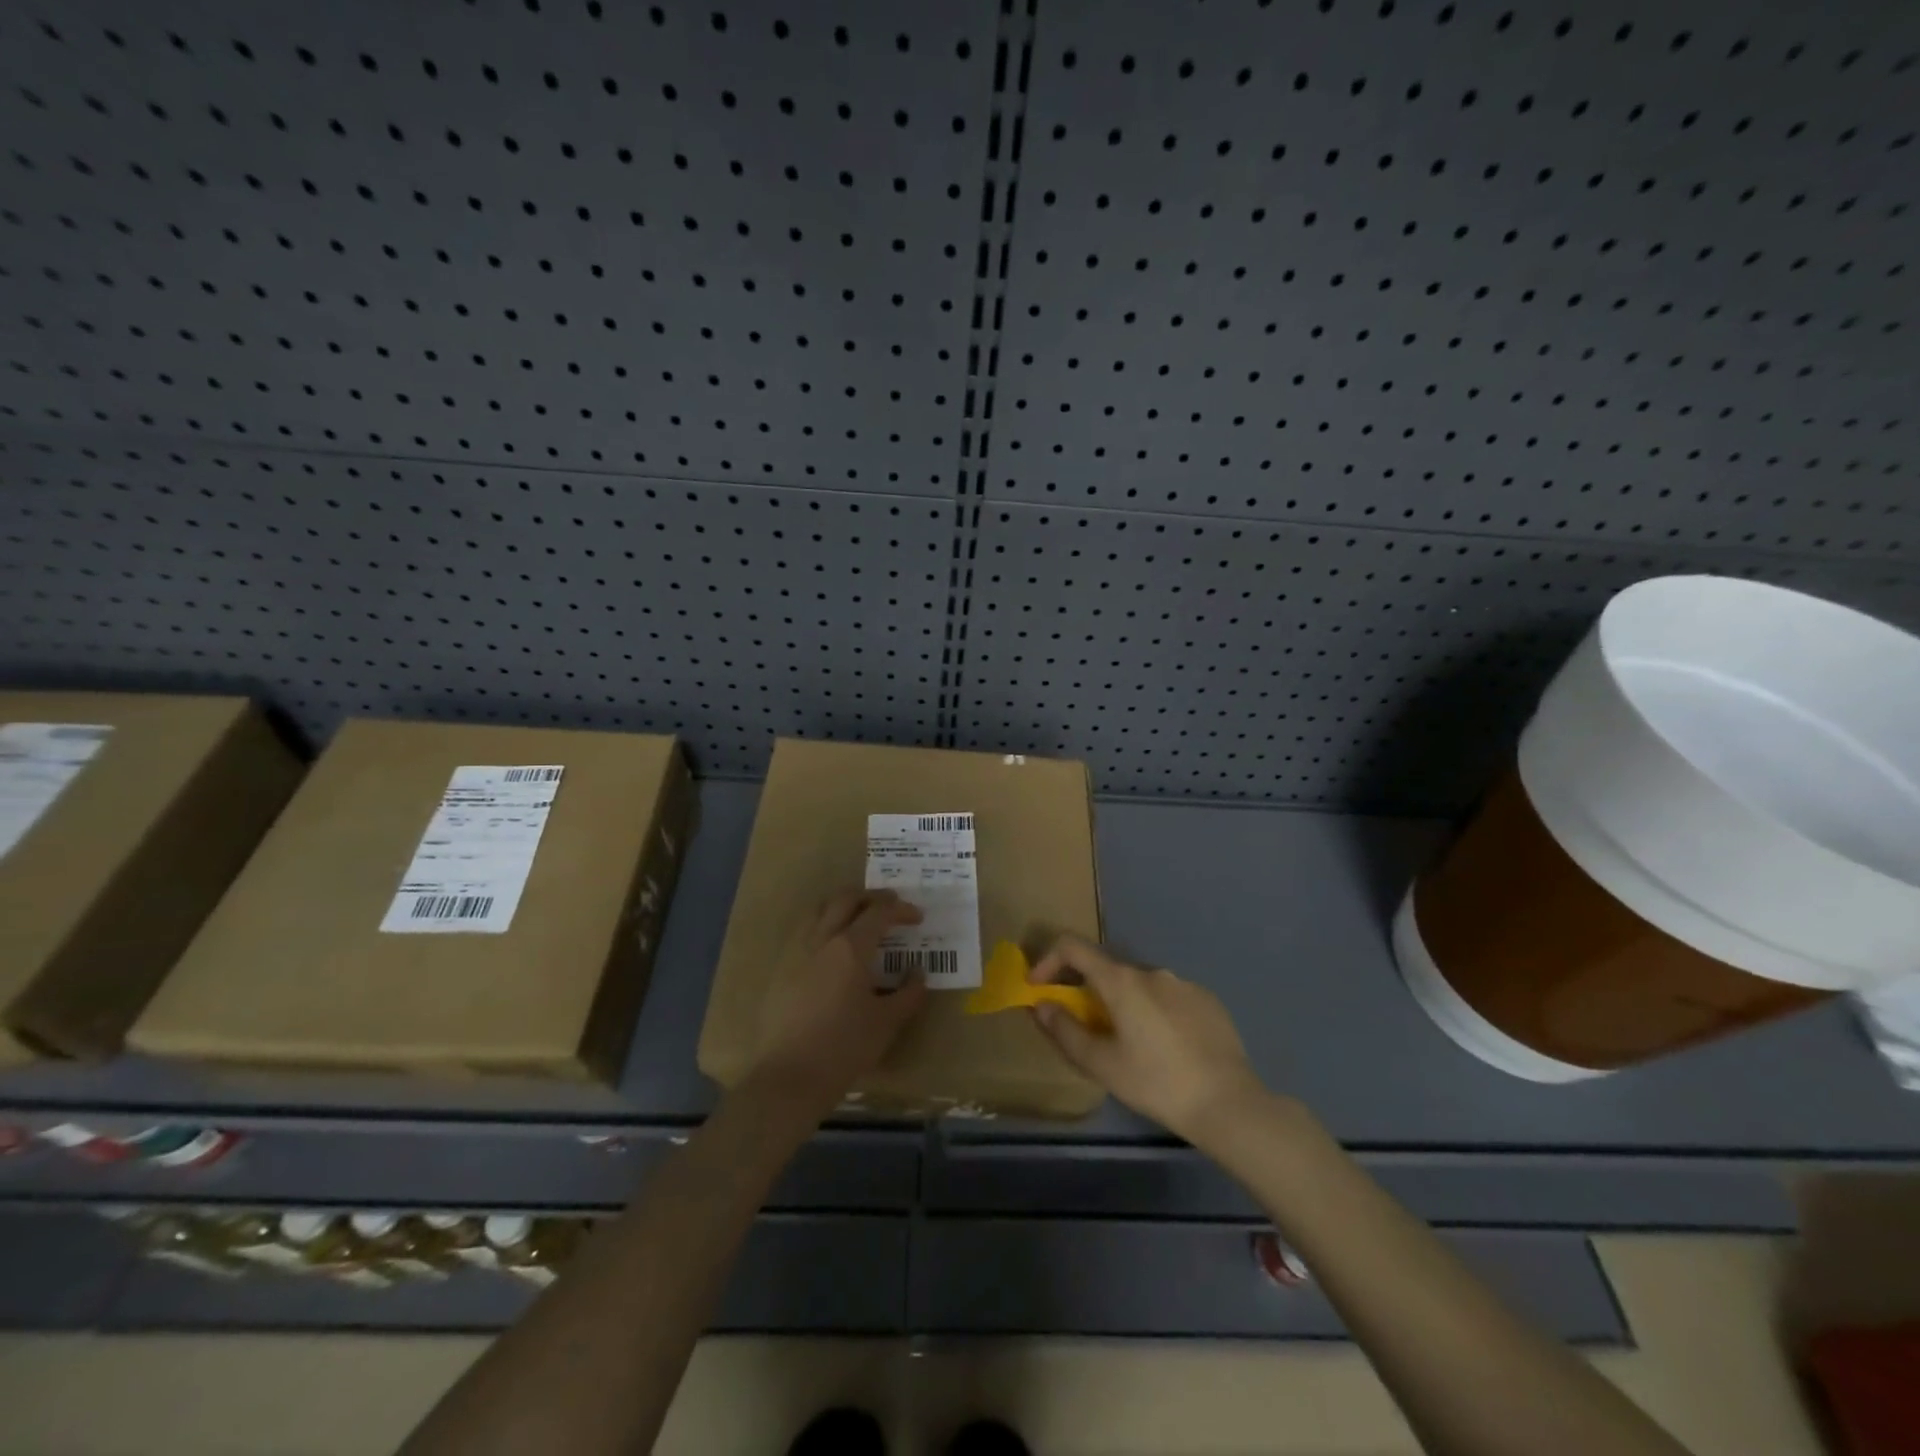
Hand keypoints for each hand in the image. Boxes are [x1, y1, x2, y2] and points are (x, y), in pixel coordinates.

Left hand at [751, 889, 929, 1112]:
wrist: (788, 1078)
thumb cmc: (844, 1047)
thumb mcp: (887, 1023)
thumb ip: (909, 993)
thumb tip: (918, 973)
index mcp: (850, 947)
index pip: (879, 913)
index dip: (900, 910)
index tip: (916, 917)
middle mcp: (821, 939)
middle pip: (845, 900)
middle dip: (870, 897)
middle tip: (889, 906)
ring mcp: (796, 952)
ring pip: (819, 910)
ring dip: (842, 906)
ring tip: (858, 919)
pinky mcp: (780, 970)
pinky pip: (804, 932)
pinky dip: (823, 926)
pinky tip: (831, 949)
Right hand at [1029, 935, 1266, 1142]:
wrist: (1229, 1104)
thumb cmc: (1157, 1083)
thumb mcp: (1102, 1064)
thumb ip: (1065, 1031)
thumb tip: (1042, 1005)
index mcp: (1122, 980)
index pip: (1073, 947)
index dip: (1048, 960)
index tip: (1039, 988)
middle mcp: (1151, 971)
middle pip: (1107, 970)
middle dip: (1087, 992)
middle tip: (1085, 1028)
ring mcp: (1183, 983)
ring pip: (1139, 986)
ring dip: (1123, 1004)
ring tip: (1130, 1045)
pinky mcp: (1208, 1000)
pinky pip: (1169, 997)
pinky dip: (1154, 1012)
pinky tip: (1166, 1048)